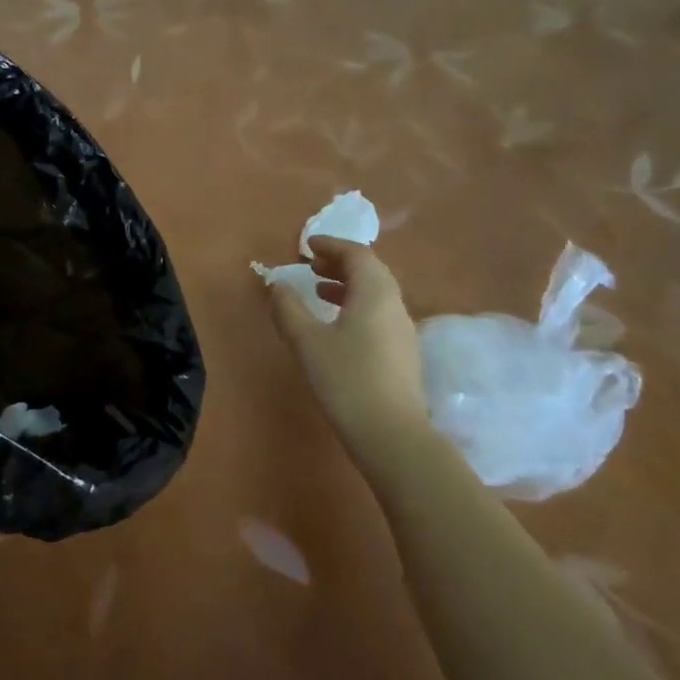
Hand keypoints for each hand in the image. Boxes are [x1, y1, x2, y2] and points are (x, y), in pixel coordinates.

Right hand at [267, 237, 430, 479]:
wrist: (391, 434)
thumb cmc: (346, 379)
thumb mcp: (307, 341)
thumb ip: (288, 308)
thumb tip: (276, 284)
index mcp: (375, 293)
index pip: (357, 254)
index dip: (332, 245)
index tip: (307, 245)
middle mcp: (394, 304)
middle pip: (370, 271)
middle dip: (340, 263)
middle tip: (311, 265)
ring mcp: (402, 330)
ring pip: (376, 293)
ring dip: (347, 285)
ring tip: (318, 291)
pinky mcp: (402, 353)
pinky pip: (378, 313)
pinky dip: (356, 305)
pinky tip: (336, 326)